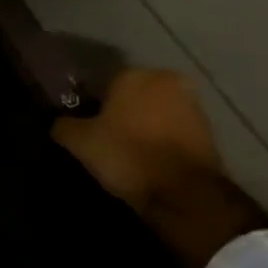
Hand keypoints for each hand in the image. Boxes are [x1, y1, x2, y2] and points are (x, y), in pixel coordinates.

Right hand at [52, 68, 223, 210]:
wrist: (184, 192)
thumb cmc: (127, 155)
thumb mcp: (80, 142)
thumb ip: (63, 125)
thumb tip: (59, 122)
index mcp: (133, 74)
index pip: (102, 83)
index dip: (91, 105)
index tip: (84, 126)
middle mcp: (165, 79)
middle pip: (131, 94)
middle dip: (119, 111)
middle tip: (104, 138)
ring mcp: (192, 103)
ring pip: (154, 111)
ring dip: (142, 125)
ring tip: (127, 152)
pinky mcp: (208, 128)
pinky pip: (173, 129)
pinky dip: (161, 139)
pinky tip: (149, 160)